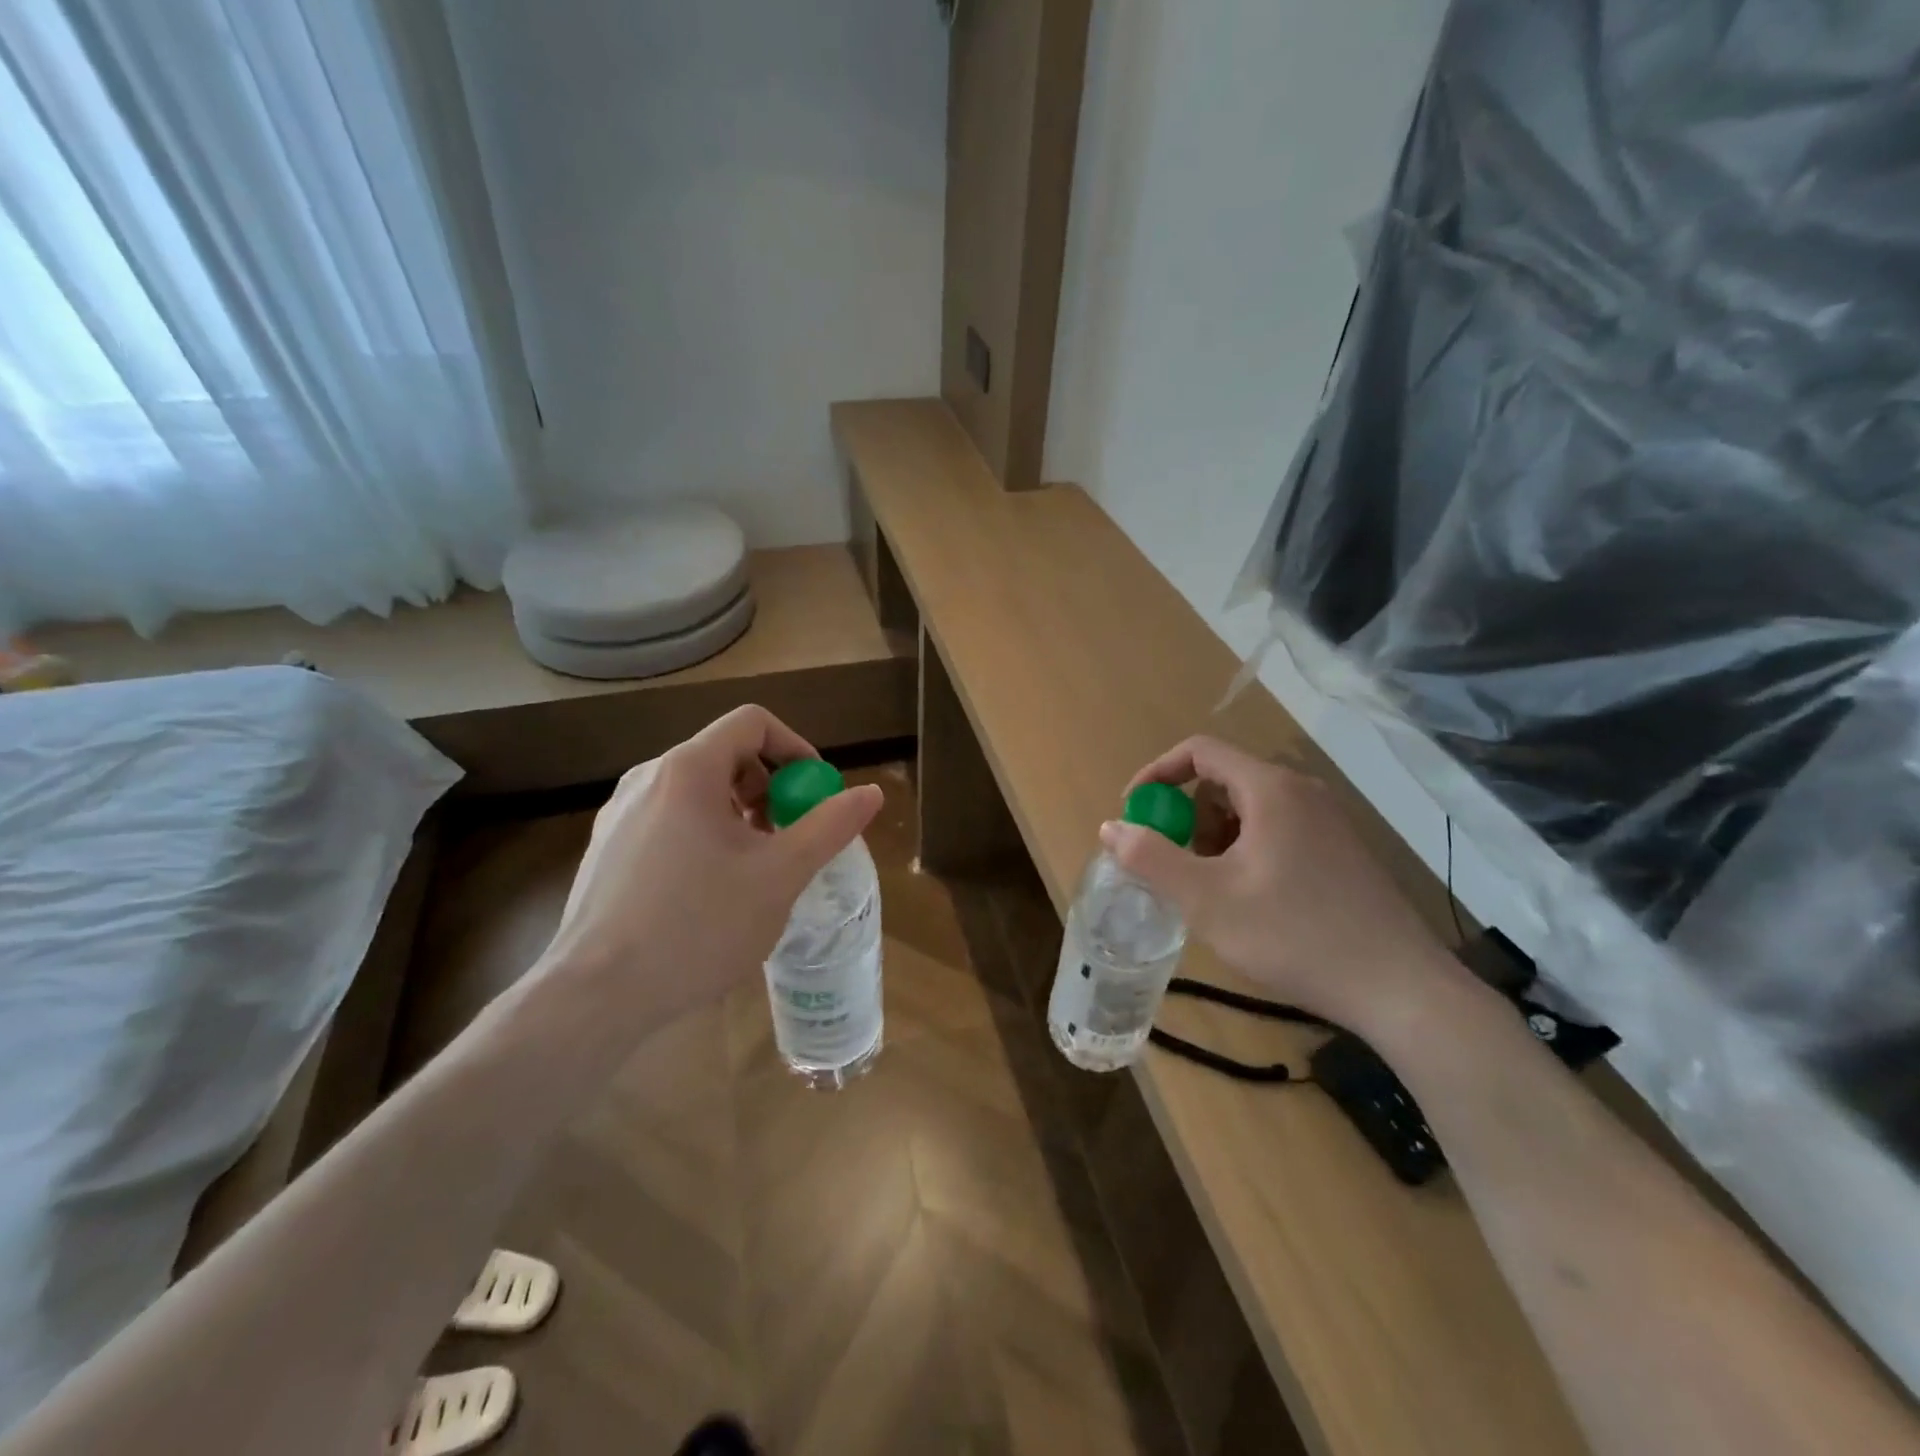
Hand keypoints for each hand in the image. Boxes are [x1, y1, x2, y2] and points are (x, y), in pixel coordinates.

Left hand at [538, 705, 882, 1029]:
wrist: (596, 995)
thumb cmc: (698, 926)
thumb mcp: (780, 876)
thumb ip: (829, 827)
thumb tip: (871, 792)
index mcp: (688, 769)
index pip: (752, 723)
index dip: (795, 748)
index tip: (813, 795)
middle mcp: (648, 777)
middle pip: (725, 755)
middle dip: (769, 788)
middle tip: (788, 837)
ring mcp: (619, 813)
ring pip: (696, 790)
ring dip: (738, 814)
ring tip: (753, 868)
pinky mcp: (605, 848)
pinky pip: (668, 819)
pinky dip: (703, 834)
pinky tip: (709, 890)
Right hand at [1102, 736, 1460, 1035]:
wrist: (1399, 988)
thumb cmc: (1294, 935)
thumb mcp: (1206, 900)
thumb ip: (1151, 858)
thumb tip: (1111, 827)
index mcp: (1270, 789)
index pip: (1199, 751)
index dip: (1156, 774)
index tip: (1134, 813)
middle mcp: (1302, 792)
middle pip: (1223, 781)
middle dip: (1188, 818)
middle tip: (1179, 868)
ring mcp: (1328, 821)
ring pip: (1250, 809)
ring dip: (1216, 839)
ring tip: (1216, 892)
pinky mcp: (1341, 851)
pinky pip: (1277, 831)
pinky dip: (1247, 851)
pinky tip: (1253, 902)